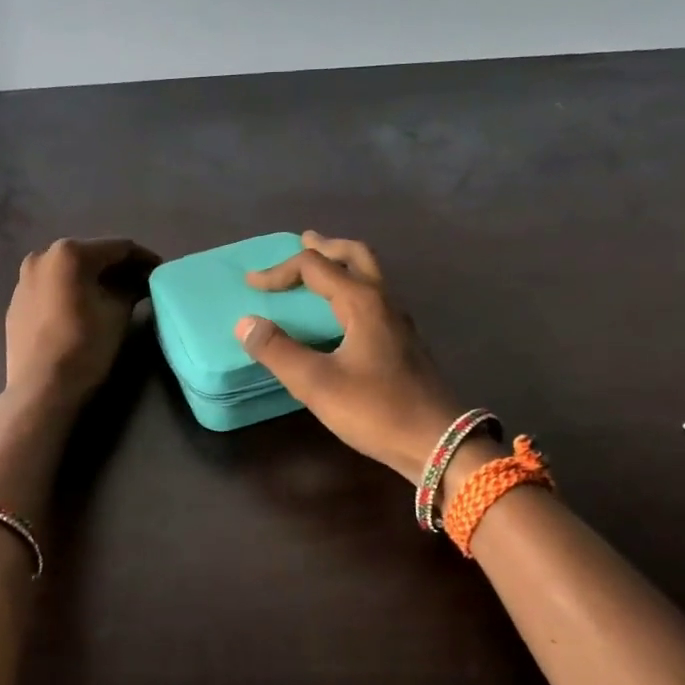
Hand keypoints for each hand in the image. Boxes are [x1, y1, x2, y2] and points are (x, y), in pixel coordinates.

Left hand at [5, 237, 160, 411]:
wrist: (41, 388)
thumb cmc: (85, 345)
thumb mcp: (118, 313)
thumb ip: (131, 289)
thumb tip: (137, 282)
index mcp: (69, 253)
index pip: (118, 247)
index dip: (144, 258)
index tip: (161, 270)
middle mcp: (42, 257)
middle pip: (90, 256)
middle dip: (117, 268)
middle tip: (140, 284)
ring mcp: (24, 280)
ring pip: (68, 273)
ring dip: (92, 280)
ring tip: (113, 297)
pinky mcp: (17, 304)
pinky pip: (51, 290)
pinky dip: (70, 293)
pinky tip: (83, 310)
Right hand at [236, 232, 461, 483]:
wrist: (438, 442)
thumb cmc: (376, 410)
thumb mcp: (318, 384)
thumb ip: (278, 352)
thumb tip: (246, 323)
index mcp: (362, 303)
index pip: (316, 267)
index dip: (279, 271)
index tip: (251, 284)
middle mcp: (384, 303)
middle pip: (356, 256)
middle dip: (326, 247)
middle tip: (302, 243)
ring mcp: (400, 324)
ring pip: (370, 278)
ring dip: (343, 267)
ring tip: (320, 273)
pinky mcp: (405, 345)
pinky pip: (375, 301)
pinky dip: (353, 292)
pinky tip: (344, 317)